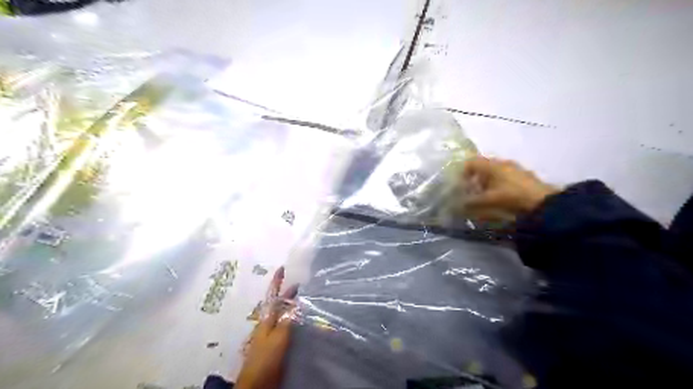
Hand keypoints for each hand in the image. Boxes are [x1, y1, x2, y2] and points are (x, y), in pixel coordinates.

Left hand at [237, 266, 295, 388]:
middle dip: (285, 290)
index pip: (273, 295)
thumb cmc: (266, 358)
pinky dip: (291, 316)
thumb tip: (297, 300)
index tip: (282, 267)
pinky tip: (298, 318)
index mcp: (267, 318)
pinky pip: (284, 324)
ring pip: (280, 313)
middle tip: (297, 280)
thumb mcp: (278, 337)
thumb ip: (287, 319)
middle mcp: (267, 323)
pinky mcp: (274, 343)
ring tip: (299, 295)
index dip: (277, 281)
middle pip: (276, 302)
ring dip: (288, 303)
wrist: (256, 383)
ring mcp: (269, 333)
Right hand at [462, 155, 559, 220]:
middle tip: (471, 194)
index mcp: (491, 165)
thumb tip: (456, 205)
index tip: (460, 187)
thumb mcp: (486, 202)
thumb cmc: (510, 198)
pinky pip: (505, 179)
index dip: (462, 173)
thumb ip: (469, 203)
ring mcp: (515, 169)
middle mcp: (502, 163)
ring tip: (485, 199)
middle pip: (482, 167)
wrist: (544, 205)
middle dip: (474, 180)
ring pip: (494, 173)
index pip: (470, 162)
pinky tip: (500, 199)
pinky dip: (498, 187)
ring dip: (486, 184)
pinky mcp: (525, 177)